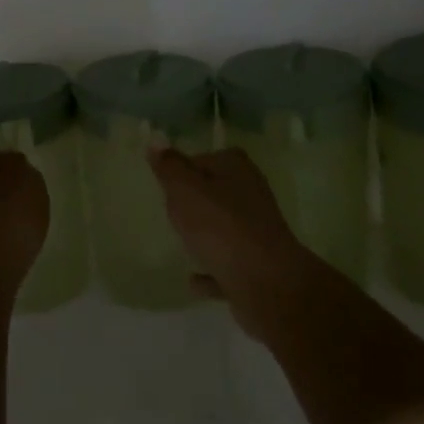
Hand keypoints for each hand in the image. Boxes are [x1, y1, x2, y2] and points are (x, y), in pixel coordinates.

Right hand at [148, 147, 323, 338]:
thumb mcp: (185, 190)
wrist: (266, 283)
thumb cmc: (220, 226)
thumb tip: (157, 140)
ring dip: (207, 234)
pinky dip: (212, 269)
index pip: (205, 158)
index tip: (166, 184)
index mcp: (236, 169)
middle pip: (217, 192)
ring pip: (225, 228)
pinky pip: (227, 265)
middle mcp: (251, 194)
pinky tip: (193, 280)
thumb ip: (169, 167)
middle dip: (196, 201)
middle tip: (171, 211)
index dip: (183, 169)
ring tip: (182, 241)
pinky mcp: (258, 266)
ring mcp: (258, 232)